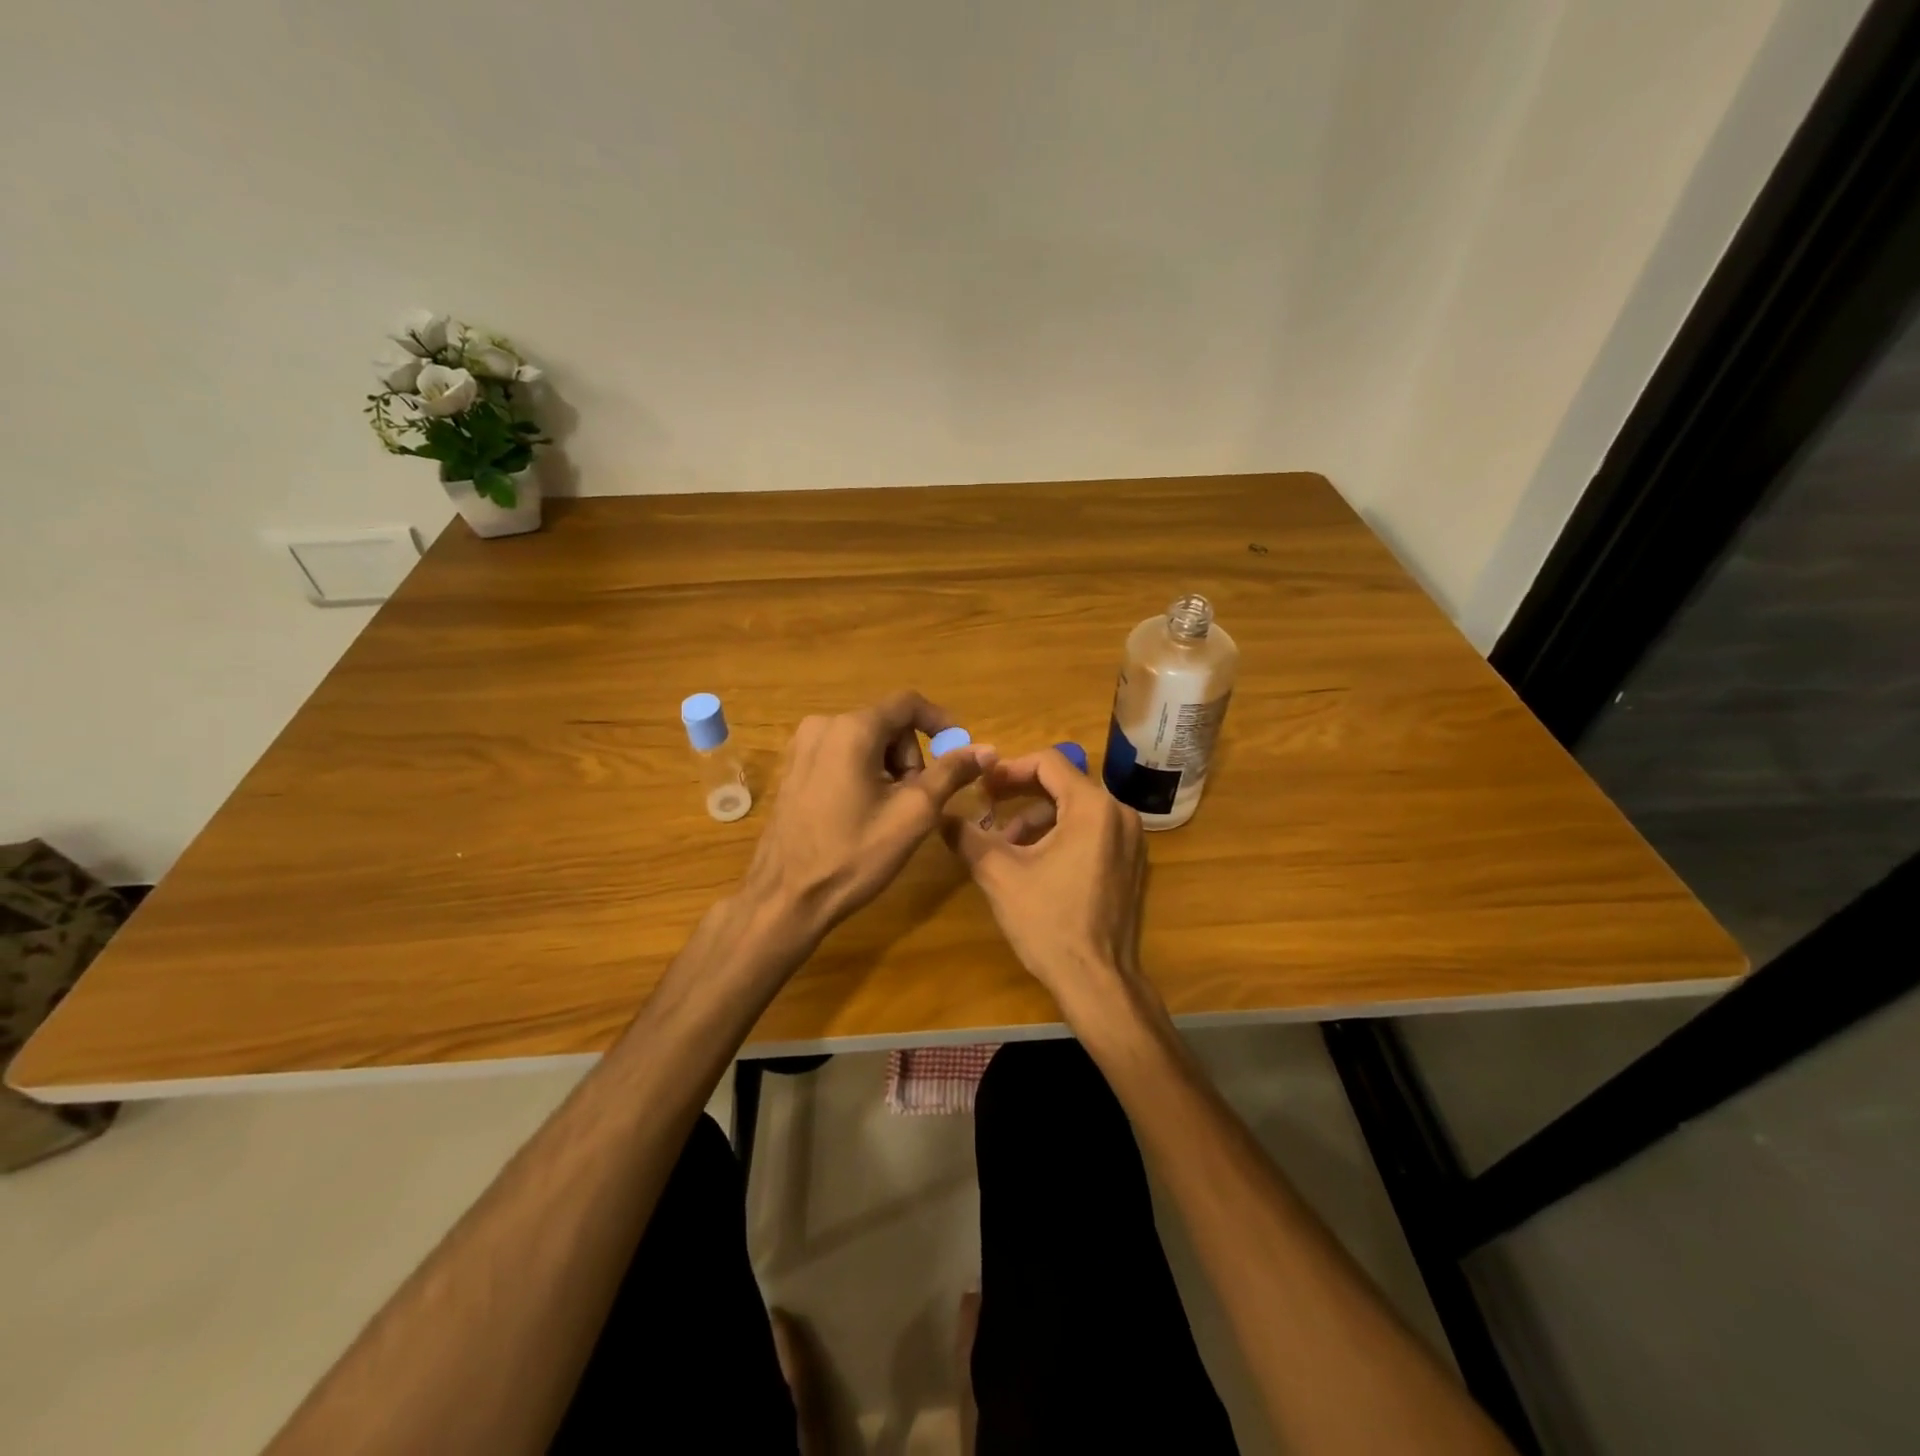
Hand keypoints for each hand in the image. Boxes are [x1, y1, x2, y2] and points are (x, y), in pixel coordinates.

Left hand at [742, 691, 994, 938]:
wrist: (787, 897)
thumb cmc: (854, 854)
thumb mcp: (913, 814)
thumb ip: (951, 773)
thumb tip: (986, 749)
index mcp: (852, 729)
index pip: (908, 703)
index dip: (940, 722)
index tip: (958, 752)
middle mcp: (822, 725)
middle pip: (887, 724)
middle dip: (910, 757)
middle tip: (915, 801)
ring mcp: (801, 746)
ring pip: (865, 740)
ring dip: (888, 768)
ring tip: (887, 813)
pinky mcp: (792, 768)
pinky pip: (840, 754)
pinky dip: (862, 773)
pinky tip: (860, 812)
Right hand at [944, 748, 1147, 1016]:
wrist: (1098, 981)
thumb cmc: (1049, 922)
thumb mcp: (999, 875)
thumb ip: (967, 837)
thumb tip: (941, 815)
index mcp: (1093, 808)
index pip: (1049, 762)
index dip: (1010, 768)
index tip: (982, 786)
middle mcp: (1119, 814)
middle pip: (1065, 783)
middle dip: (1022, 793)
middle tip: (988, 805)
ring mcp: (1131, 840)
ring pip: (1077, 809)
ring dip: (1038, 817)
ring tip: (1005, 843)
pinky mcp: (1131, 863)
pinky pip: (1093, 831)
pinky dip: (1061, 834)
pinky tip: (1034, 861)